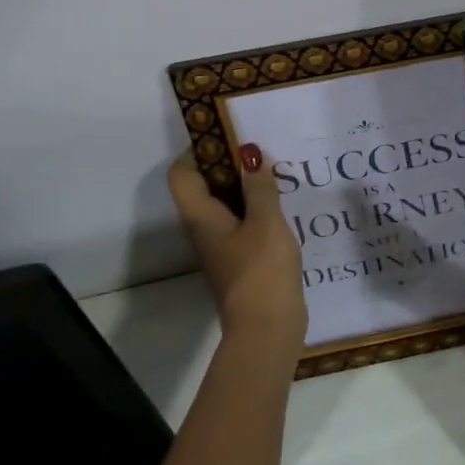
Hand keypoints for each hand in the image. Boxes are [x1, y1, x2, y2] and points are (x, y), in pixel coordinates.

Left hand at [168, 146, 306, 354]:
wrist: (267, 327)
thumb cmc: (261, 269)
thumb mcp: (266, 221)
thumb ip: (260, 186)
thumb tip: (251, 154)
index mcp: (201, 217)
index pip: (181, 174)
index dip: (198, 150)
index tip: (229, 136)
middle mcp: (204, 230)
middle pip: (204, 187)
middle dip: (228, 164)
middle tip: (259, 149)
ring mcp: (221, 247)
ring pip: (225, 205)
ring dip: (245, 187)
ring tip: (276, 172)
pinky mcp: (240, 261)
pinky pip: (242, 223)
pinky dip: (256, 209)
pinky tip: (283, 205)